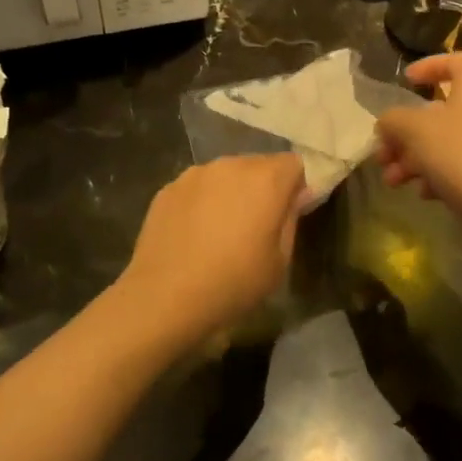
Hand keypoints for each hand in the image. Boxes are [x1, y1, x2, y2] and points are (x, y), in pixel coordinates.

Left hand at [116, 154, 306, 347]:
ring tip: (222, 230)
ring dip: (232, 192)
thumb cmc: (233, 283)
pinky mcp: (169, 187)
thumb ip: (291, 219)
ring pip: (226, 174)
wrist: (164, 297)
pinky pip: (198, 187)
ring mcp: (195, 173)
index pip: (294, 163)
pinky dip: (203, 201)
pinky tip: (195, 234)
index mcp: (265, 179)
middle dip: (264, 187)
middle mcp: (231, 165)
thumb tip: (297, 195)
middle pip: (259, 165)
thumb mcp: (279, 260)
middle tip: (257, 224)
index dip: (297, 185)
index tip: (291, 212)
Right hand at [376, 53, 461, 242]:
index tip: (406, 81)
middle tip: (383, 153)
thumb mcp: (415, 130)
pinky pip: (458, 168)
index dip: (431, 65)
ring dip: (413, 159)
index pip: (458, 62)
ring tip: (393, 181)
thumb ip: (393, 120)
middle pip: (440, 112)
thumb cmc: (460, 156)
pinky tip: (423, 194)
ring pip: (444, 144)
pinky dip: (436, 177)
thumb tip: (387, 123)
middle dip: (405, 133)